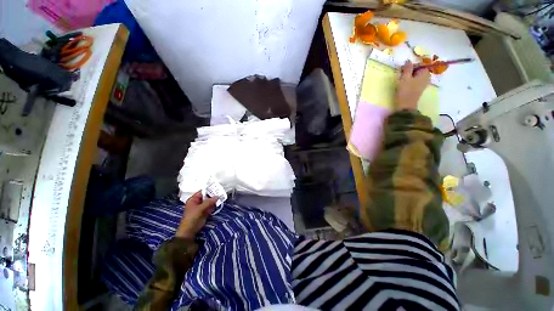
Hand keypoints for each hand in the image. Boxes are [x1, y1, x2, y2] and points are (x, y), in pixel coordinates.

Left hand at [175, 191, 217, 238]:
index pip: (202, 192)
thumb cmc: (191, 217)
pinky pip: (211, 206)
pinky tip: (220, 203)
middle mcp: (198, 202)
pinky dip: (215, 205)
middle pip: (207, 196)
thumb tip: (218, 196)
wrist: (190, 230)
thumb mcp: (199, 208)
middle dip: (213, 195)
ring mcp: (202, 207)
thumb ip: (209, 202)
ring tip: (222, 196)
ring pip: (210, 201)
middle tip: (221, 192)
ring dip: (215, 200)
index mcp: (193, 199)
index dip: (209, 189)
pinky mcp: (205, 212)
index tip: (217, 187)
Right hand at [395, 60, 430, 110]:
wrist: (406, 105)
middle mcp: (427, 76)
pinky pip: (416, 80)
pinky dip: (411, 80)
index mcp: (425, 72)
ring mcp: (424, 83)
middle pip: (419, 69)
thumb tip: (408, 60)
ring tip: (403, 79)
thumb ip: (407, 68)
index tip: (403, 69)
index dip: (411, 65)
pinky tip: (406, 83)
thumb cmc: (406, 91)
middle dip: (411, 70)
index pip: (420, 64)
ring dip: (410, 75)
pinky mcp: (420, 88)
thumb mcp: (405, 78)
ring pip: (417, 75)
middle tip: (402, 73)